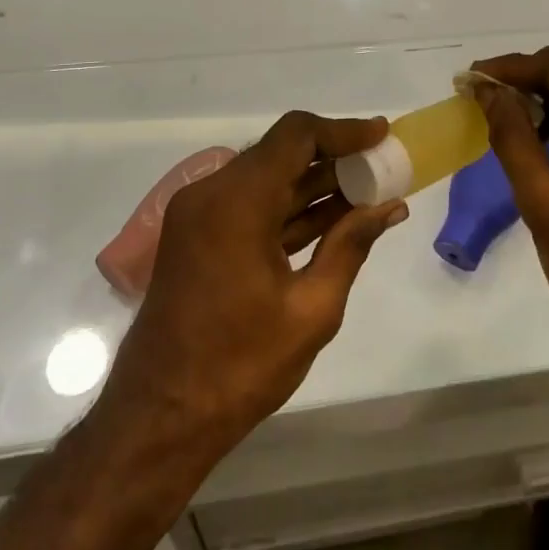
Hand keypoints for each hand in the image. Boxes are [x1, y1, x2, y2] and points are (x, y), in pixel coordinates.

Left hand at [101, 112, 407, 453]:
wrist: (159, 419)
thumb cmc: (240, 366)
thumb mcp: (312, 309)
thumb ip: (351, 246)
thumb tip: (389, 207)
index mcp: (237, 201)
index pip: (296, 135)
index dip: (343, 130)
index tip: (382, 135)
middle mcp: (211, 193)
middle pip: (281, 152)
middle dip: (334, 157)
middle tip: (381, 167)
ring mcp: (199, 215)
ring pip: (267, 179)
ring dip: (314, 184)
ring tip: (368, 193)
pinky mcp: (197, 238)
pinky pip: (251, 206)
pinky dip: (290, 208)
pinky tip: (333, 221)